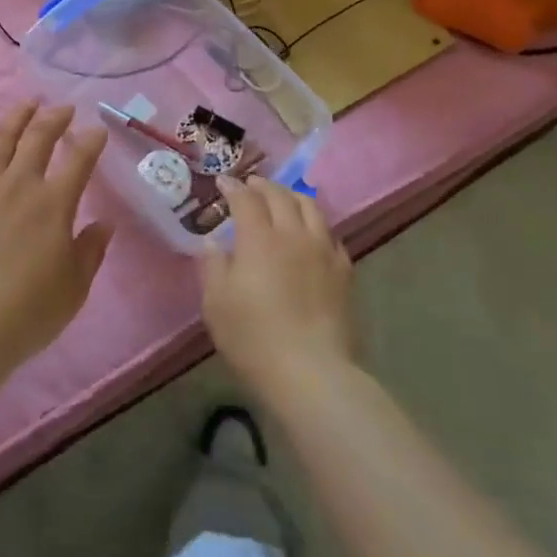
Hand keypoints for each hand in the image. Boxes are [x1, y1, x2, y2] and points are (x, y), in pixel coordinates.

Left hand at [0, 100, 111, 372]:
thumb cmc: (28, 311)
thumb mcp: (74, 287)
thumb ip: (90, 250)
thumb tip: (104, 223)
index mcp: (54, 203)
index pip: (79, 160)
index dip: (91, 141)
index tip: (98, 129)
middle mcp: (20, 184)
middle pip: (39, 139)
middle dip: (55, 118)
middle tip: (64, 108)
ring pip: (0, 141)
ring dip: (15, 118)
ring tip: (26, 103)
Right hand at [201, 176, 357, 406]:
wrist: (312, 373)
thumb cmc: (253, 337)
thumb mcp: (216, 303)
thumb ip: (212, 266)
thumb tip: (212, 241)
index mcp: (258, 237)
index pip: (245, 198)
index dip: (233, 187)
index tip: (223, 182)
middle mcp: (292, 234)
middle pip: (280, 196)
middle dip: (263, 185)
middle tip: (251, 184)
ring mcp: (323, 251)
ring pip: (310, 208)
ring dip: (292, 196)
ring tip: (283, 199)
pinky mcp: (344, 272)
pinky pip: (331, 235)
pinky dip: (316, 225)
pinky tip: (312, 234)